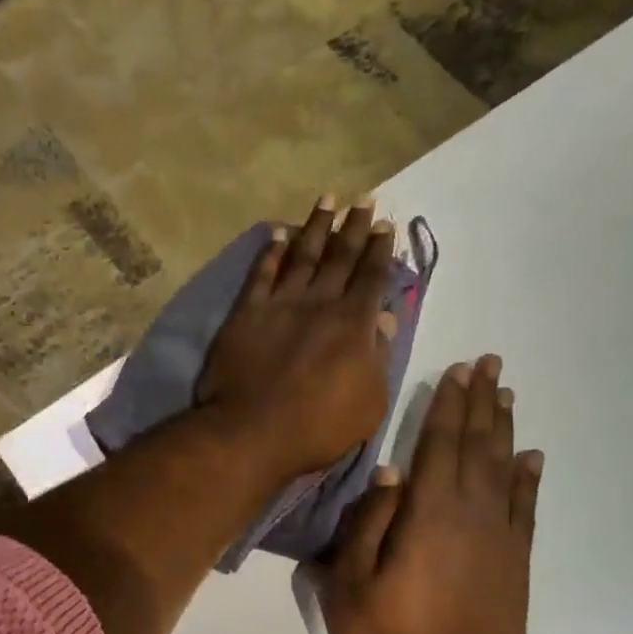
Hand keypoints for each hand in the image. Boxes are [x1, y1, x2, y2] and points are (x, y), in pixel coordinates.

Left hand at [197, 197, 399, 479]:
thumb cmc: (319, 427)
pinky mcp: (246, 313)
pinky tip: (277, 234)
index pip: (372, 278)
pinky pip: (261, 274)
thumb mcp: (370, 402)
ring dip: (316, 227)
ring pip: (302, 256)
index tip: (386, 226)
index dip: (380, 251)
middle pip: (340, 257)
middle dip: (354, 228)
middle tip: (364, 202)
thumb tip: (386, 321)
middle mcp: (319, 303)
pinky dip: (271, 252)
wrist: (252, 432)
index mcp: (354, 324)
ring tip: (327, 201)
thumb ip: (379, 358)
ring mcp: (280, 304)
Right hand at [319, 355, 543, 633]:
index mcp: (428, 513)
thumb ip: (367, 524)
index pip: (439, 444)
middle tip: (489, 365)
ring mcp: (499, 537)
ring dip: (504, 429)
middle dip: (481, 402)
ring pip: (504, 468)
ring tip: (506, 395)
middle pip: (477, 445)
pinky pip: (526, 508)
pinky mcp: (516, 562)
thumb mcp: (351, 584)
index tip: (458, 370)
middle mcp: (471, 514)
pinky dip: (529, 479)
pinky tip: (532, 457)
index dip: (448, 404)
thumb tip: (388, 473)